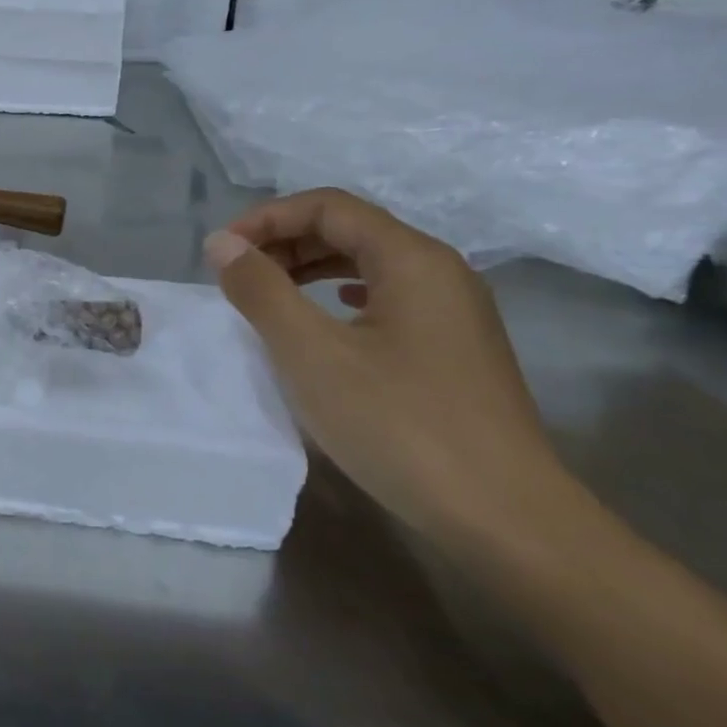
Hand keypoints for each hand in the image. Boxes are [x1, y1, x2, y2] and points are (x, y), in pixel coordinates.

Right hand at [205, 189, 574, 547]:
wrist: (505, 518)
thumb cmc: (400, 425)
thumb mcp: (311, 353)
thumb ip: (261, 290)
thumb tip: (221, 244)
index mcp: (412, 259)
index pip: (328, 207)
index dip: (266, 218)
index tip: (221, 253)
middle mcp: (440, 272)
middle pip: (350, 229)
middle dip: (284, 241)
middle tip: (236, 274)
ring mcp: (453, 312)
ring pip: (368, 264)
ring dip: (308, 268)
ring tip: (266, 294)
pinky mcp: (453, 349)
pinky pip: (385, 298)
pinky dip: (338, 295)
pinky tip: (323, 317)